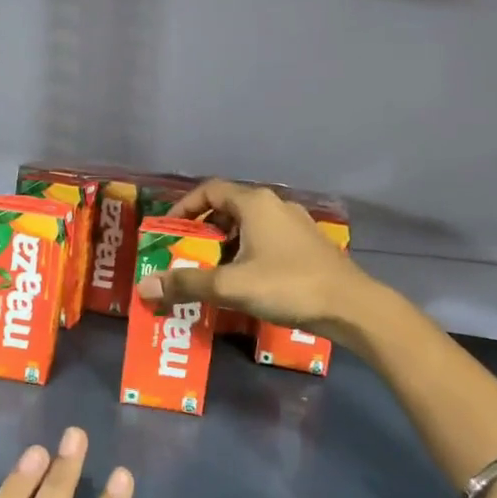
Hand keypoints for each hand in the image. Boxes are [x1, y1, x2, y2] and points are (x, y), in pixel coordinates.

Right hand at [137, 178, 375, 346]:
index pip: (210, 190)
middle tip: (185, 254)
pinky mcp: (307, 246)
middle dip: (203, 231)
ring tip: (211, 271)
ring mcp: (295, 225)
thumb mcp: (231, 286)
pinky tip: (244, 281)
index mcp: (255, 204)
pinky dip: (247, 253)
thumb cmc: (288, 285)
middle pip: (228, 208)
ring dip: (225, 244)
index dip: (185, 207)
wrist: (352, 307)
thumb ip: (187, 284)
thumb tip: (144, 287)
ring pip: (249, 226)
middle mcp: (275, 206)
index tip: (168, 229)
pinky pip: (266, 240)